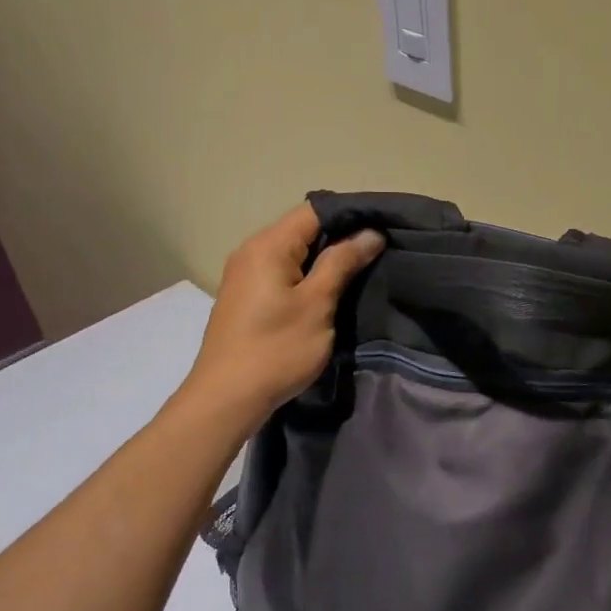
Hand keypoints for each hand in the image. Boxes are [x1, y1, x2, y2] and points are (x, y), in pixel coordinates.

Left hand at [184, 203, 384, 431]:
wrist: (226, 399)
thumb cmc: (277, 349)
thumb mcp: (317, 304)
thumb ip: (342, 263)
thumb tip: (370, 233)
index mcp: (268, 245)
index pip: (314, 211)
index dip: (351, 216)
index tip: (383, 229)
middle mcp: (252, 252)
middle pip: (303, 230)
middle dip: (341, 239)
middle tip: (380, 252)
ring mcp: (245, 276)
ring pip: (294, 254)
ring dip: (326, 261)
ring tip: (362, 272)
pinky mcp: (247, 298)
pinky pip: (283, 274)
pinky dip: (308, 277)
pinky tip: (330, 293)